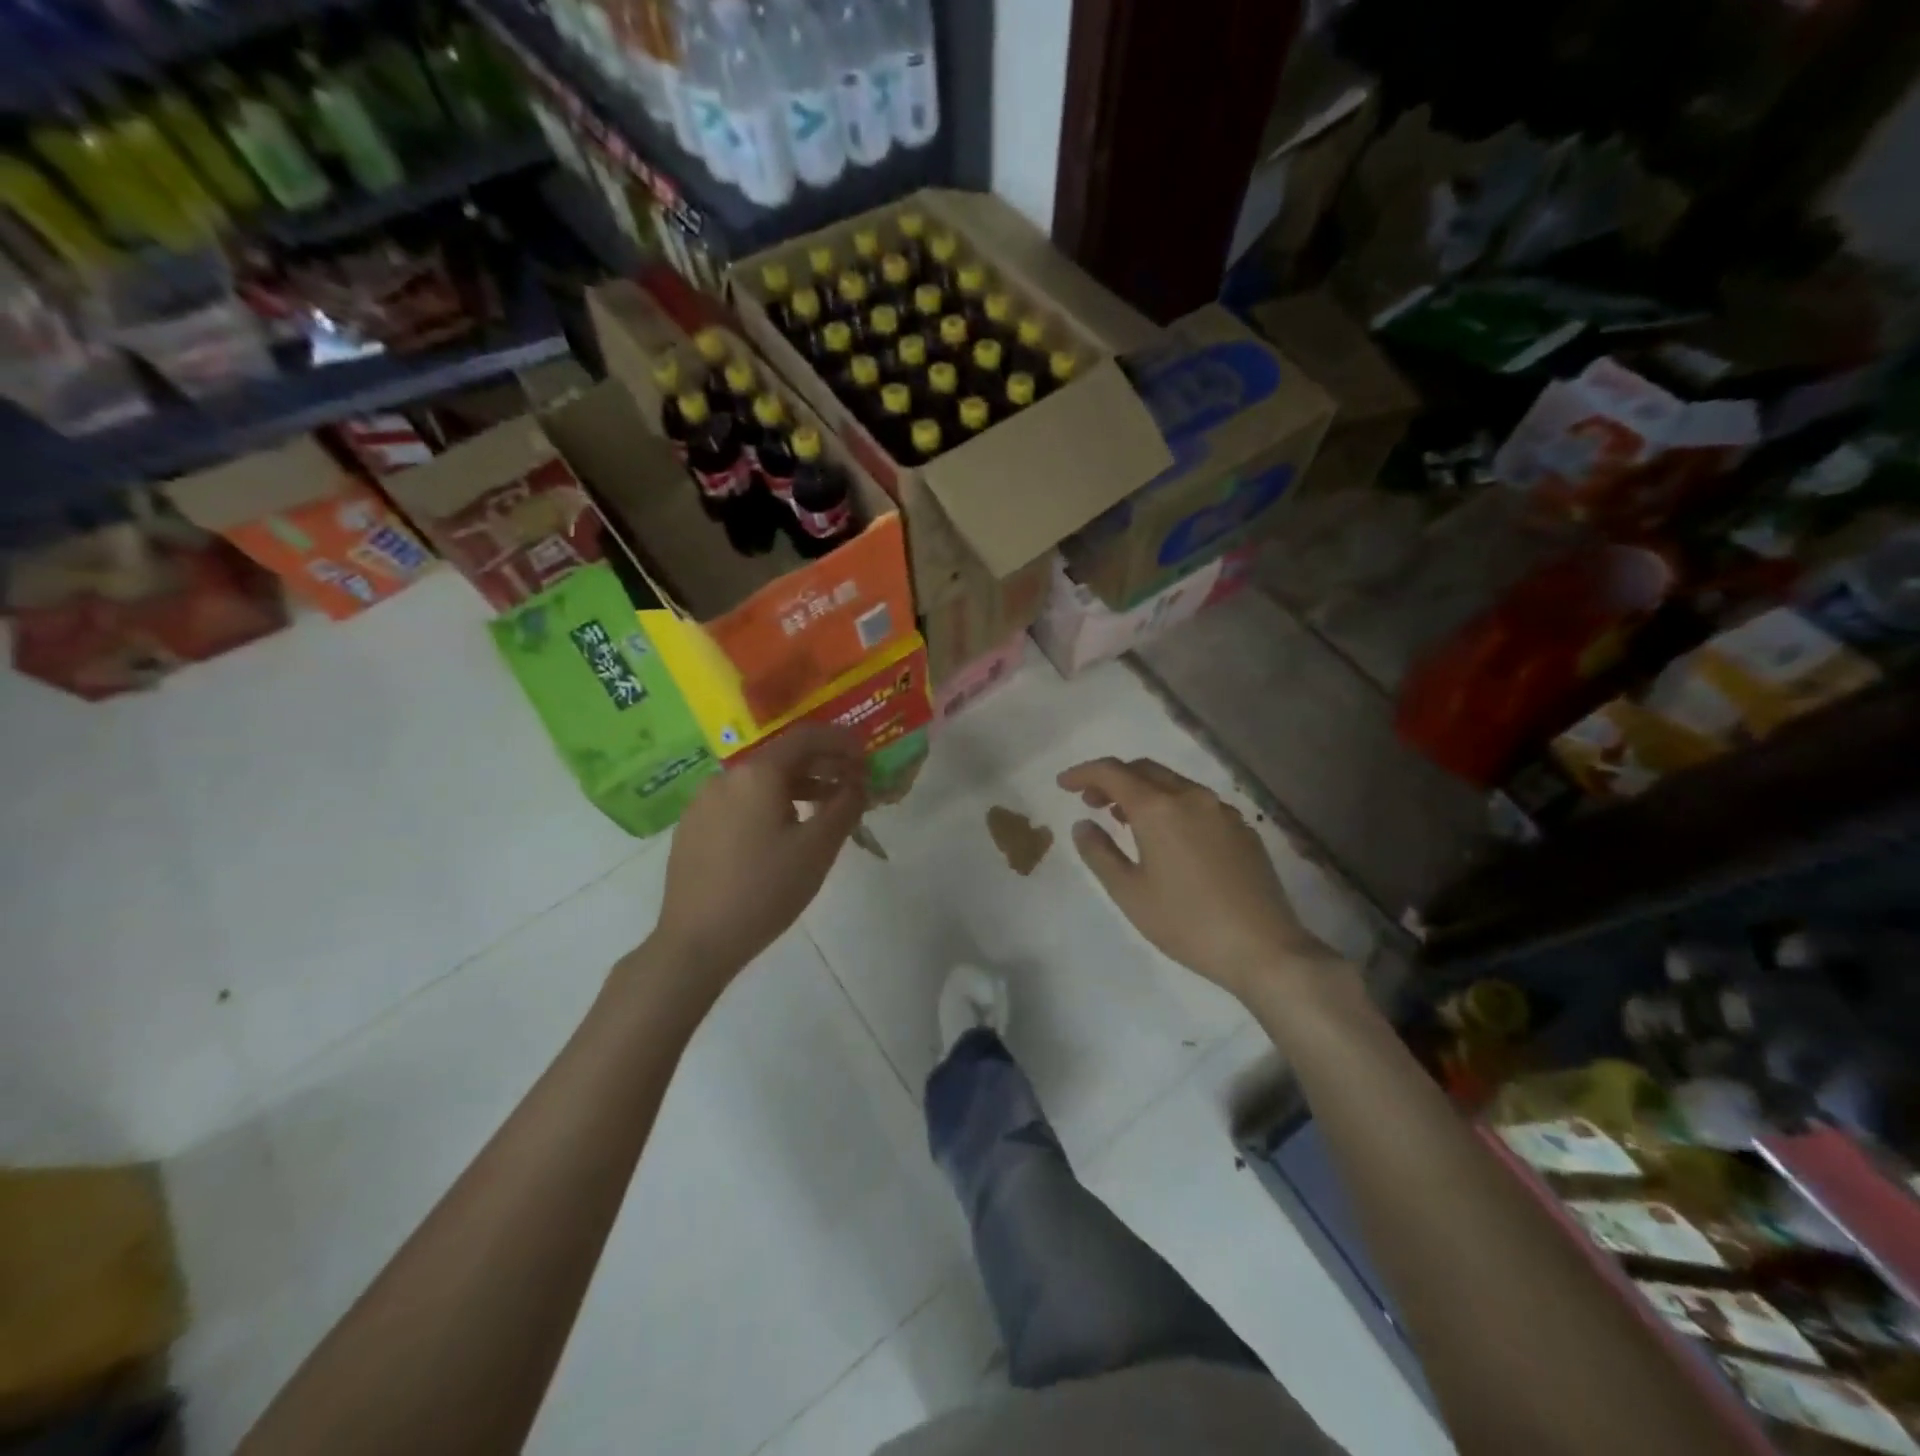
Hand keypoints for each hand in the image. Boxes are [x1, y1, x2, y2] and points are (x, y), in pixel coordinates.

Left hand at [653, 723, 866, 988]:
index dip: (842, 741)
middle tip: (852, 784)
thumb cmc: (765, 890)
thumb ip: (845, 807)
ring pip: (761, 780)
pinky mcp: (693, 826)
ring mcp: (704, 800)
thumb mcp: (818, 849)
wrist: (696, 941)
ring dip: (798, 786)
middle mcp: (727, 776)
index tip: (866, 756)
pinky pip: (741, 800)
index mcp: (758, 773)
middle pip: (783, 756)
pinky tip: (784, 832)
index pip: (807, 737)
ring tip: (825, 810)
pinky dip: (770, 803)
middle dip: (822, 765)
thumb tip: (858, 784)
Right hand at [1058, 757, 1333, 999]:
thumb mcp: (1129, 893)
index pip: (1112, 772)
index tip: (1064, 785)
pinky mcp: (1243, 829)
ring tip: (1125, 818)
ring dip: (1143, 791)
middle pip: (1144, 770)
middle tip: (1091, 802)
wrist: (1265, 948)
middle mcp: (1192, 797)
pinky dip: (1171, 806)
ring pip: (1174, 784)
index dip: (1083, 773)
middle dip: (1113, 779)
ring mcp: (1222, 811)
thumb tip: (1083, 825)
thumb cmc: (1187, 922)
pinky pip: (1198, 803)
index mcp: (1159, 808)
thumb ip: (1099, 853)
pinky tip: (1168, 837)